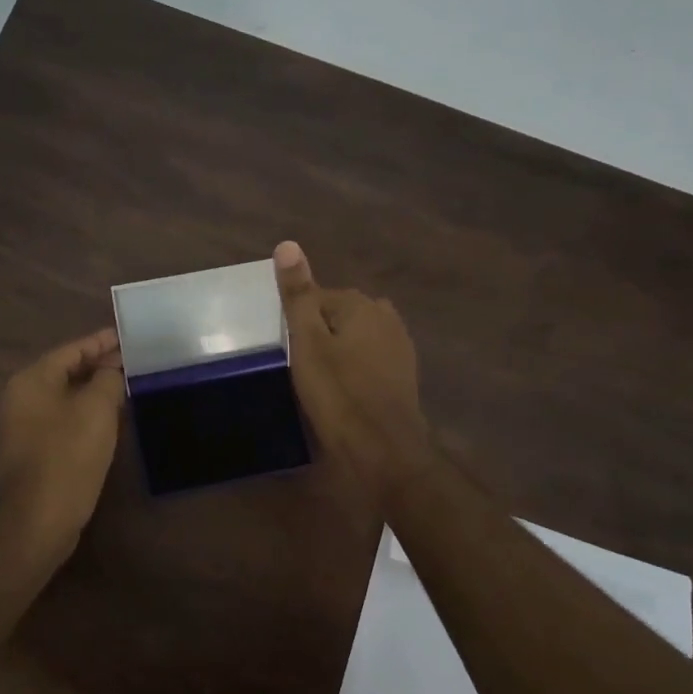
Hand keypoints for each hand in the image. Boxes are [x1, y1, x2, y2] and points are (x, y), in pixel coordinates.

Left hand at [0, 328, 126, 550]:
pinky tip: (106, 419)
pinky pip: (59, 419)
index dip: (101, 342)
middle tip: (130, 363)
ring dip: (91, 391)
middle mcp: (18, 397)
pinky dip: (82, 413)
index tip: (126, 338)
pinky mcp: (28, 450)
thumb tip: (112, 369)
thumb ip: (108, 379)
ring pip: (62, 397)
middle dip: (97, 366)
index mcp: (30, 380)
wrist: (41, 517)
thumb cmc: (70, 454)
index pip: (71, 350)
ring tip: (123, 387)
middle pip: (64, 372)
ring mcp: (20, 426)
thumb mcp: (97, 409)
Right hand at [274, 241, 435, 497]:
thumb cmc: (339, 394)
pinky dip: (355, 368)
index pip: (317, 297)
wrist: (384, 449)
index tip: (288, 350)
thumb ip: (298, 294)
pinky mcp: (403, 373)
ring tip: (319, 379)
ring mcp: (399, 345)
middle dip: (320, 333)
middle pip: (339, 314)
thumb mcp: (307, 342)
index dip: (298, 323)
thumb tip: (288, 244)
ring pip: (356, 337)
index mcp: (360, 304)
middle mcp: (385, 315)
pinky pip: (370, 358)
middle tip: (300, 366)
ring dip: (339, 350)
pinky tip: (344, 390)